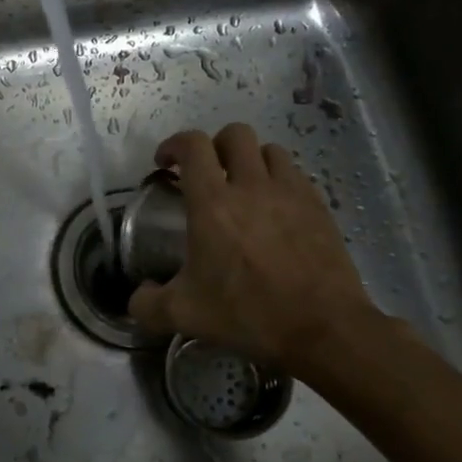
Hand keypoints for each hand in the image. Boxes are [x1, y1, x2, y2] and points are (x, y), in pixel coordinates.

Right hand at [128, 124, 384, 376]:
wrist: (322, 327)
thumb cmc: (247, 313)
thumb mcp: (184, 315)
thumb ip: (148, 304)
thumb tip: (139, 295)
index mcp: (212, 203)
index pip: (192, 145)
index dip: (174, 145)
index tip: (165, 163)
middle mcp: (252, 186)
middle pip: (235, 134)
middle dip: (215, 146)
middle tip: (206, 174)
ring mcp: (291, 193)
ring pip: (270, 150)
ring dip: (251, 160)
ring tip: (244, 187)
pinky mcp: (319, 207)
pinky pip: (296, 175)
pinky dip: (280, 181)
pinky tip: (276, 210)